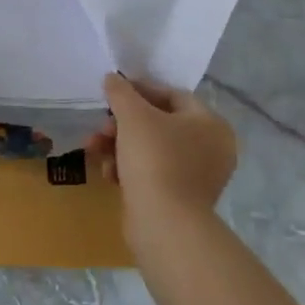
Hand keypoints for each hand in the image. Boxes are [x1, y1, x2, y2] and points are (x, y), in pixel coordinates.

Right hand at [86, 74, 237, 226]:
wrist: (164, 226)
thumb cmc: (155, 159)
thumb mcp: (133, 115)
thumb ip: (121, 91)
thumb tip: (113, 78)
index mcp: (211, 124)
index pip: (172, 95)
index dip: (139, 90)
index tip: (112, 93)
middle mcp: (211, 149)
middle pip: (158, 123)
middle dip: (123, 124)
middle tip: (101, 127)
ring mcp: (197, 177)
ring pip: (151, 149)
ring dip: (119, 146)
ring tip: (94, 149)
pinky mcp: (180, 200)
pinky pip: (152, 174)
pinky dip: (128, 170)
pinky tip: (109, 175)